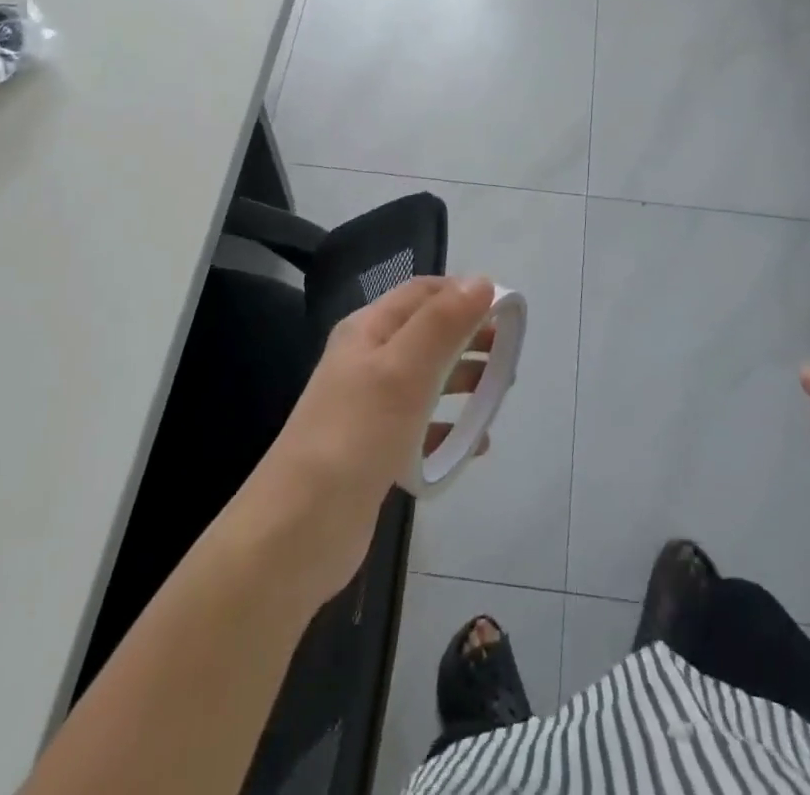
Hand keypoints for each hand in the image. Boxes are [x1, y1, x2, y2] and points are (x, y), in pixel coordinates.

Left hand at [250, 277, 496, 604]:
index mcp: (368, 330)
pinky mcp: (376, 450)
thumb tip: (481, 280)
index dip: (463, 292)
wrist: (299, 529)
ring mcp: (369, 406)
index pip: (421, 292)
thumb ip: (443, 322)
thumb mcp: (403, 369)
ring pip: (427, 379)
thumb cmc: (356, 434)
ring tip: (501, 391)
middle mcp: (367, 360)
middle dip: (470, 337)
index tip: (506, 309)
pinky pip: (422, 427)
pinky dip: (450, 429)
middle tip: (510, 352)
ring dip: (464, 379)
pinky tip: (476, 445)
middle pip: (427, 333)